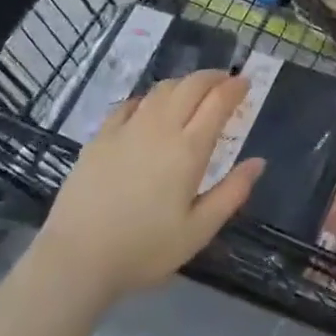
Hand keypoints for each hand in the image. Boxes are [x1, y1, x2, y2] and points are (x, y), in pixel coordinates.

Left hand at [31, 71, 262, 309]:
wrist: (77, 257)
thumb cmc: (144, 249)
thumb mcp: (198, 231)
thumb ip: (232, 193)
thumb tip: (258, 162)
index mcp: (188, 149)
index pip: (218, 102)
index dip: (235, 87)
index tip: (246, 83)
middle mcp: (161, 127)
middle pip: (191, 85)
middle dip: (213, 77)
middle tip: (226, 81)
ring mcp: (128, 128)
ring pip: (162, 88)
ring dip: (184, 83)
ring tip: (193, 92)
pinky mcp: (101, 135)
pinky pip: (132, 103)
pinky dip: (150, 98)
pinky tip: (151, 108)